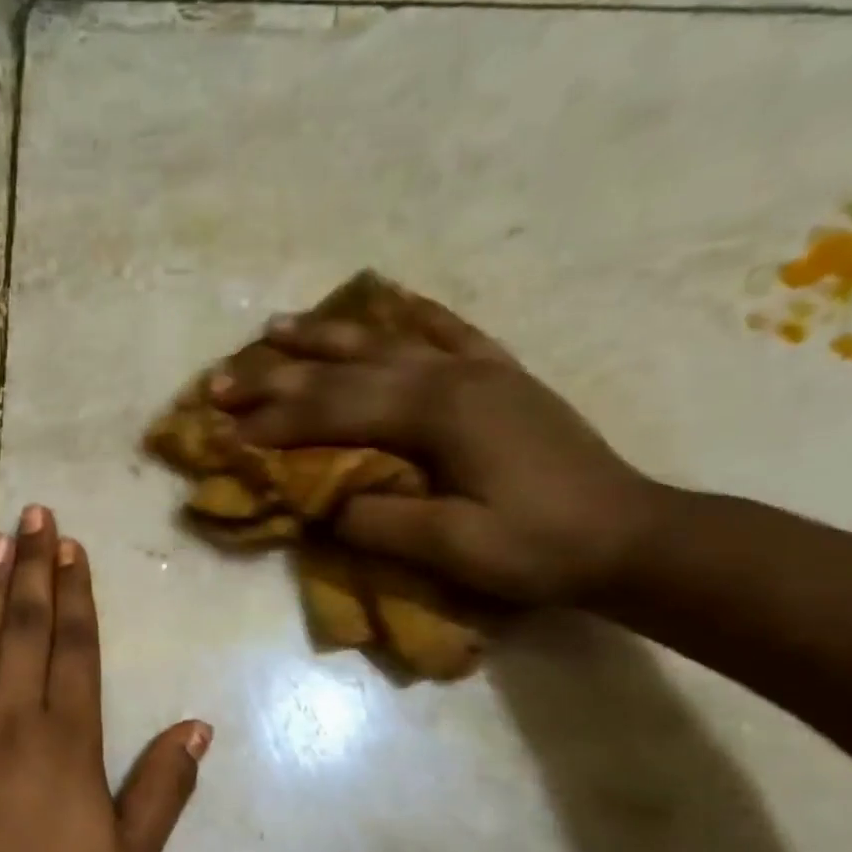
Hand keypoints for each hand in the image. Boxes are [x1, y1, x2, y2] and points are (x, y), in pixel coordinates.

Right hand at [211, 282, 662, 606]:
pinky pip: (447, 332)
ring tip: (275, 328)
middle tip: (220, 379)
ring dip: (325, 337)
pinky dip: (410, 316)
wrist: (630, 538)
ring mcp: (478, 371)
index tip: (221, 428)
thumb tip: (323, 501)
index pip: (333, 411)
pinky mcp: (500, 377)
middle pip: (346, 370)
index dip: (272, 421)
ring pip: (385, 341)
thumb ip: (380, 519)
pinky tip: (388, 303)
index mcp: (438, 413)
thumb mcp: (453, 548)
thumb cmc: (538, 547)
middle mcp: (451, 376)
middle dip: (277, 377)